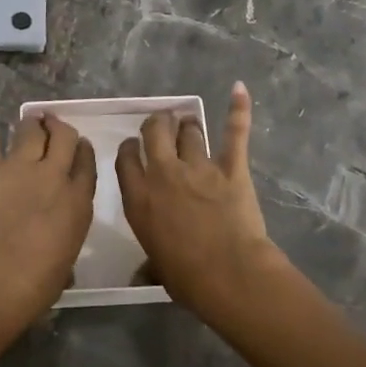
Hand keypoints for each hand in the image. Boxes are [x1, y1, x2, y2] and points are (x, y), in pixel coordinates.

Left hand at [0, 97, 95, 363]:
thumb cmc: (36, 285)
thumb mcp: (66, 263)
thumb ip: (66, 241)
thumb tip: (61, 250)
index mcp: (78, 201)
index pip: (86, 163)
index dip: (82, 150)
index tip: (79, 147)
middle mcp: (53, 175)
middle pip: (63, 138)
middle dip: (60, 129)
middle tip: (54, 127)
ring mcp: (19, 167)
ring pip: (30, 131)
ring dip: (33, 123)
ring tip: (32, 119)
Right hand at [116, 82, 285, 321]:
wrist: (229, 274)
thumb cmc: (187, 278)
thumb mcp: (157, 268)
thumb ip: (149, 262)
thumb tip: (141, 275)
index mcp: (139, 198)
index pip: (126, 158)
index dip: (130, 148)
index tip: (134, 147)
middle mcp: (164, 174)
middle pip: (155, 132)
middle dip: (156, 124)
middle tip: (161, 125)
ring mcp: (199, 167)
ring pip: (190, 131)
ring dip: (188, 125)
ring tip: (189, 122)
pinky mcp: (232, 167)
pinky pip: (234, 132)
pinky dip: (238, 109)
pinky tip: (239, 88)